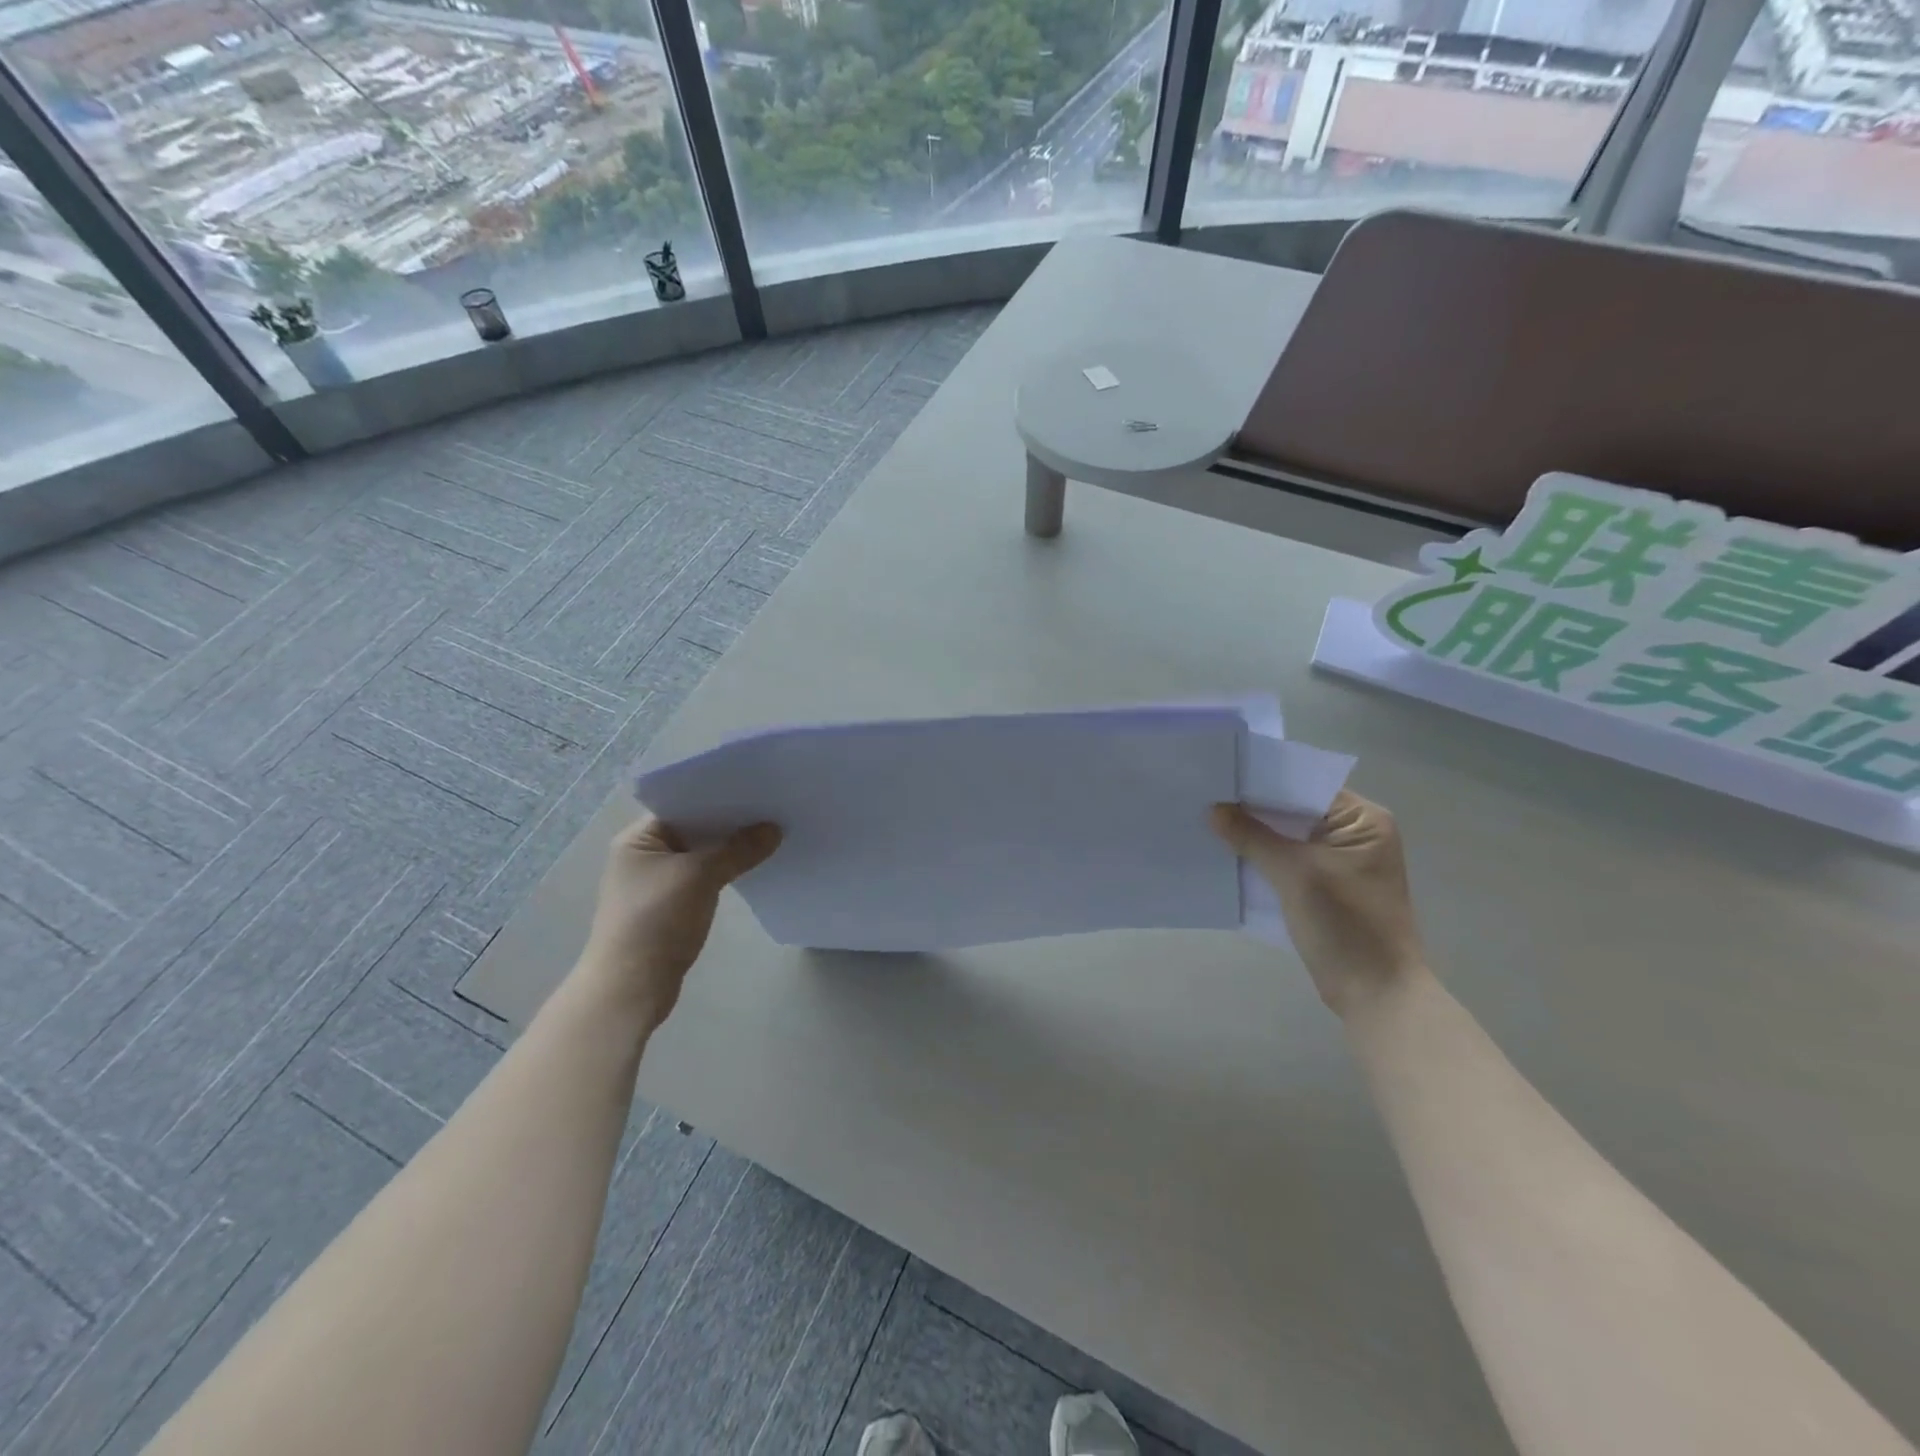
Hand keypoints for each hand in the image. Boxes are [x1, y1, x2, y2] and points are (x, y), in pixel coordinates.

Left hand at [577, 817, 781, 1030]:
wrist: (630, 987)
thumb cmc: (656, 921)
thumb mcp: (700, 877)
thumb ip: (738, 850)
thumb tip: (774, 828)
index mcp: (638, 839)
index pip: (683, 805)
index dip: (719, 797)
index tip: (757, 790)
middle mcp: (644, 855)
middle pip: (694, 829)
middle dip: (730, 823)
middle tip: (772, 809)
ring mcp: (656, 882)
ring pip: (701, 855)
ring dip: (729, 849)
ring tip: (770, 834)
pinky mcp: (670, 906)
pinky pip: (702, 877)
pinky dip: (724, 871)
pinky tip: (752, 867)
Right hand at [1210, 790, 1427, 1017]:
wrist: (1375, 993)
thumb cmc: (1346, 924)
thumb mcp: (1295, 874)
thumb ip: (1253, 837)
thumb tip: (1214, 809)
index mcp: (1363, 820)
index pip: (1305, 786)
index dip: (1263, 782)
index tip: (1221, 776)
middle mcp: (1355, 834)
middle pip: (1295, 810)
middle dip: (1253, 809)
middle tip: (1206, 796)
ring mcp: (1340, 862)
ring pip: (1288, 837)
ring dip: (1254, 834)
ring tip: (1207, 820)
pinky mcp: (1325, 886)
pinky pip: (1287, 860)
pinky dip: (1262, 858)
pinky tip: (1226, 853)